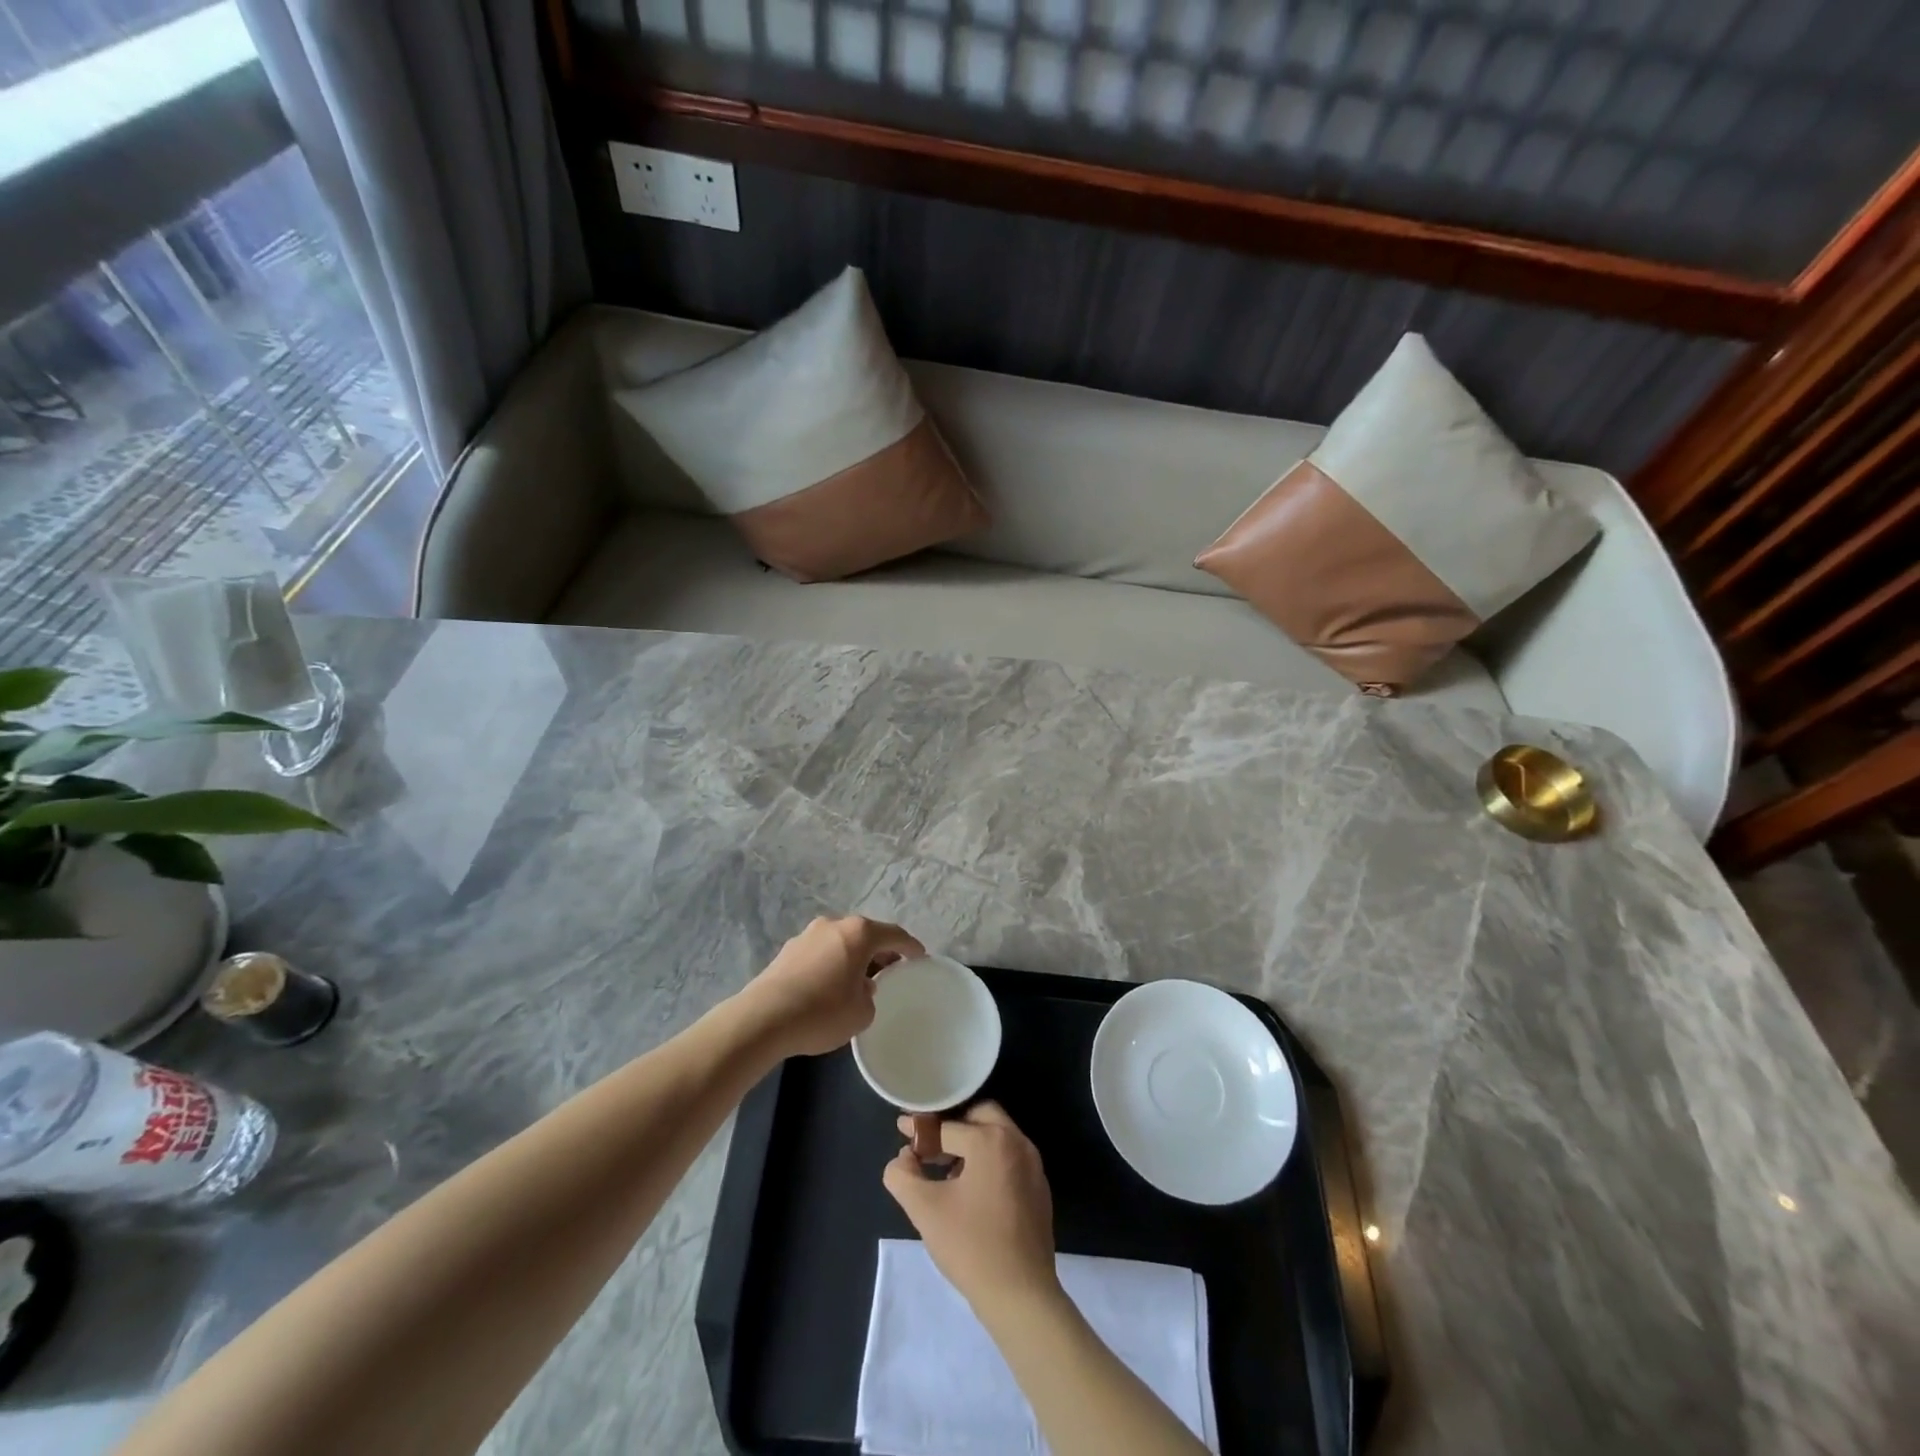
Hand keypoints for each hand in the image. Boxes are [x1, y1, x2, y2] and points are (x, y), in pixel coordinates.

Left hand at [738, 915, 924, 1057]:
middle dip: (880, 951)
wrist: (764, 1019)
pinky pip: (820, 953)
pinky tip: (831, 987)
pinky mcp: (787, 951)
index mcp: (859, 933)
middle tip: (891, 971)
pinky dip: (832, 964)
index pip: (894, 935)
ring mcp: (807, 935)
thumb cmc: (823, 1012)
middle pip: (865, 935)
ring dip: (853, 957)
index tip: (921, 957)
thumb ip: (870, 996)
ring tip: (860, 981)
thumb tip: (861, 987)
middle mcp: (833, 925)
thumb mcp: (862, 1013)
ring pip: (841, 942)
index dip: (910, 946)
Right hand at [882, 1102, 1058, 1320]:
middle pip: (979, 1115)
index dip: (920, 1131)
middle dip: (952, 1126)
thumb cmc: (971, 1247)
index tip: (902, 1131)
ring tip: (946, 1171)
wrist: (1022, 1297)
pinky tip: (972, 1190)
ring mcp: (1033, 1164)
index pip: (947, 1126)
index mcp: (991, 1139)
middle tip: (930, 1146)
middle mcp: (1017, 1141)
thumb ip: (903, 1176)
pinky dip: (989, 1160)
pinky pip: (1010, 1157)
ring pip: (997, 1135)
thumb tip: (901, 1159)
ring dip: (971, 1142)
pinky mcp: (1039, 1187)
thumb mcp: (925, 1210)